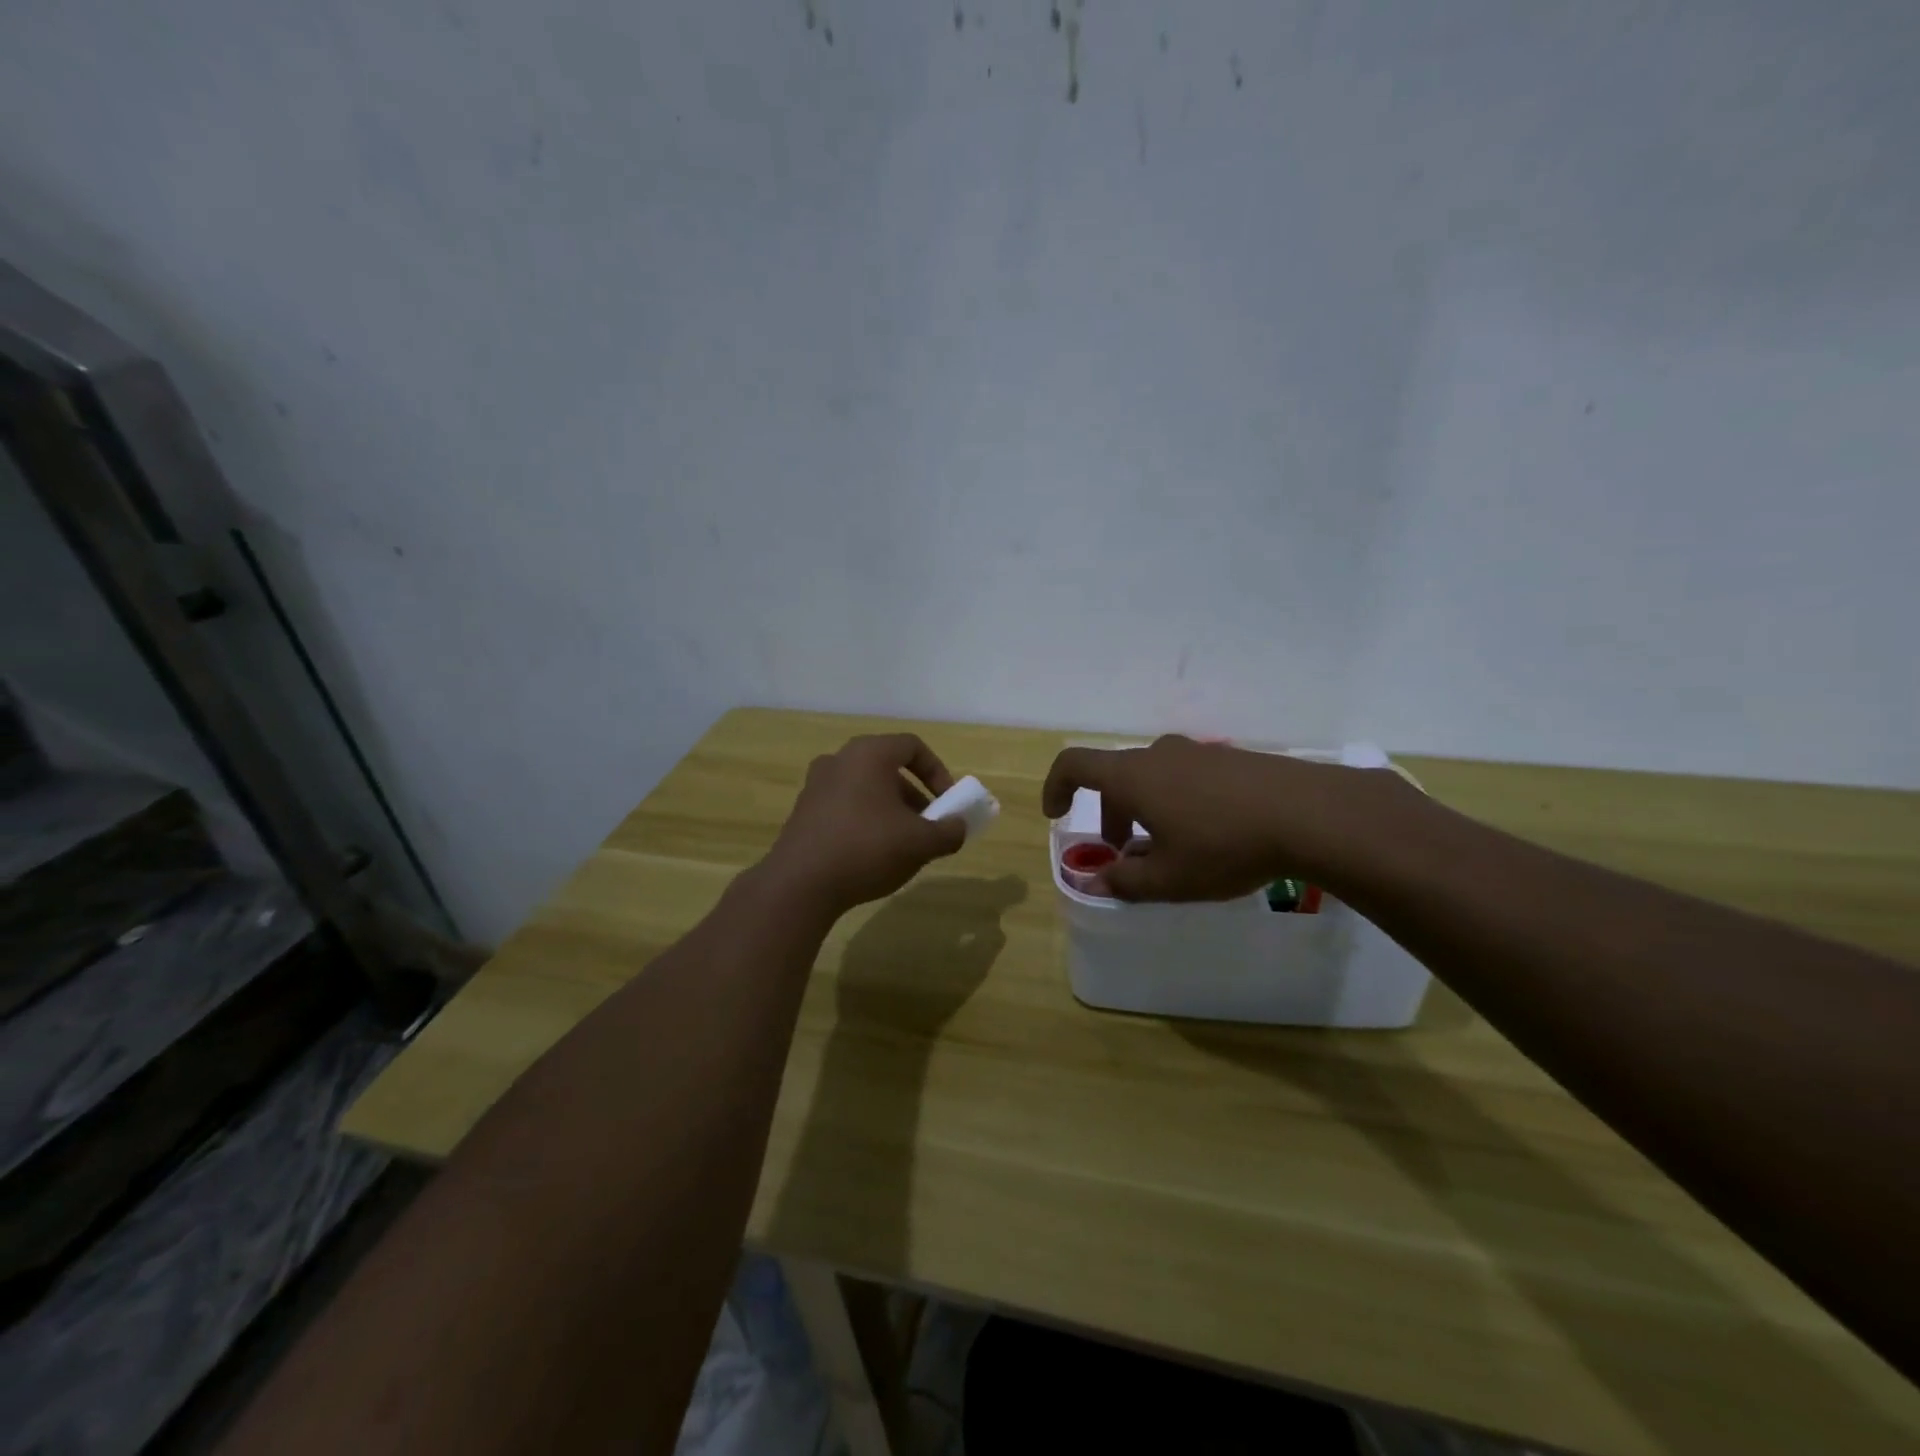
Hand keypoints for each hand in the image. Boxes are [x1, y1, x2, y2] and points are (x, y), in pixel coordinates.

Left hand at [764, 735, 968, 915]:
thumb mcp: (921, 843)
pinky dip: (865, 822)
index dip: (938, 771)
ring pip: (866, 790)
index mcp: (868, 754)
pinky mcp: (803, 812)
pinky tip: (871, 856)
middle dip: (915, 797)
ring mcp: (816, 786)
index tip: (948, 802)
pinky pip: (845, 807)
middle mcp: (839, 760)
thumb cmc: (867, 849)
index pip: (912, 746)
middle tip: (928, 826)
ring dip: (891, 811)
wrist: (800, 884)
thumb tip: (958, 827)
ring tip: (902, 846)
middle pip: (888, 769)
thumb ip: (949, 832)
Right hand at [1041, 735, 1396, 901]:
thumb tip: (1095, 881)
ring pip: (1154, 777)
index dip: (1056, 786)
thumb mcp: (1169, 879)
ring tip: (1170, 849)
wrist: (1311, 814)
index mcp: (1133, 776)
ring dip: (1145, 809)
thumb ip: (1124, 882)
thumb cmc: (1225, 846)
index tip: (1057, 814)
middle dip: (1110, 814)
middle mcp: (1160, 755)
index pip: (1075, 764)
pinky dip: (1178, 802)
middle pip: (1117, 776)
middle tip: (1125, 853)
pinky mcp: (1232, 759)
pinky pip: (1187, 777)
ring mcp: (1198, 752)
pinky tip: (1210, 835)